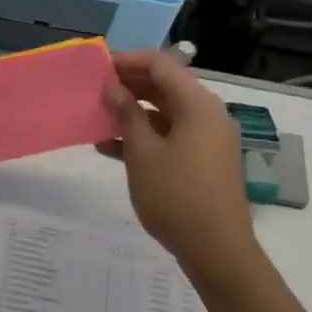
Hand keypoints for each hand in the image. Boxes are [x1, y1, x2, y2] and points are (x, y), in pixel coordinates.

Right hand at [98, 51, 259, 286]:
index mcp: (197, 104)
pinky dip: (143, 136)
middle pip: (164, 86)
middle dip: (128, 86)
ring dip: (132, 112)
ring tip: (97, 117)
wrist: (216, 251)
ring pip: (164, 112)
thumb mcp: (143, 153)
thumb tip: (113, 88)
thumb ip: (127, 114)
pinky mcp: (202, 160)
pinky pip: (170, 135)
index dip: (128, 61)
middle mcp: (206, 114)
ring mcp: (206, 139)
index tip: (98, 67)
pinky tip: (109, 147)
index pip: (161, 65)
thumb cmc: (176, 196)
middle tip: (95, 91)